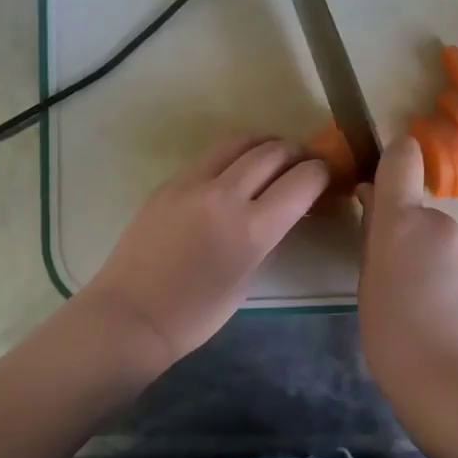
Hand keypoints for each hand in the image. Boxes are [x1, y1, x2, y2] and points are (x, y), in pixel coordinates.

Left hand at [76, 134, 329, 370]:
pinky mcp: (168, 182)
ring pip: (238, 142)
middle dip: (296, 153)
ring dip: (264, 144)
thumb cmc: (197, 313)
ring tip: (271, 156)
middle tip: (303, 164)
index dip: (321, 173)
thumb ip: (269, 237)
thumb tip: (286, 211)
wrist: (132, 315)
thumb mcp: (248, 278)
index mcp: (252, 228)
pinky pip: (209, 156)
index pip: (302, 180)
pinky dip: (232, 156)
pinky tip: (233, 172)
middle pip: (273, 152)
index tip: (326, 176)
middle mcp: (225, 195)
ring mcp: (192, 183)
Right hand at [356, 136, 457, 410]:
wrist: (451, 382)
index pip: (402, 160)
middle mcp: (443, 223)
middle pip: (423, 216)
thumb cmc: (391, 335)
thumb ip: (373, 235)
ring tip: (433, 308)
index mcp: (402, 223)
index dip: (397, 159)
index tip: (389, 177)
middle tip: (404, 283)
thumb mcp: (367, 283)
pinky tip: (457, 316)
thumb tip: (373, 197)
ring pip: (450, 244)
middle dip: (414, 239)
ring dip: (440, 262)